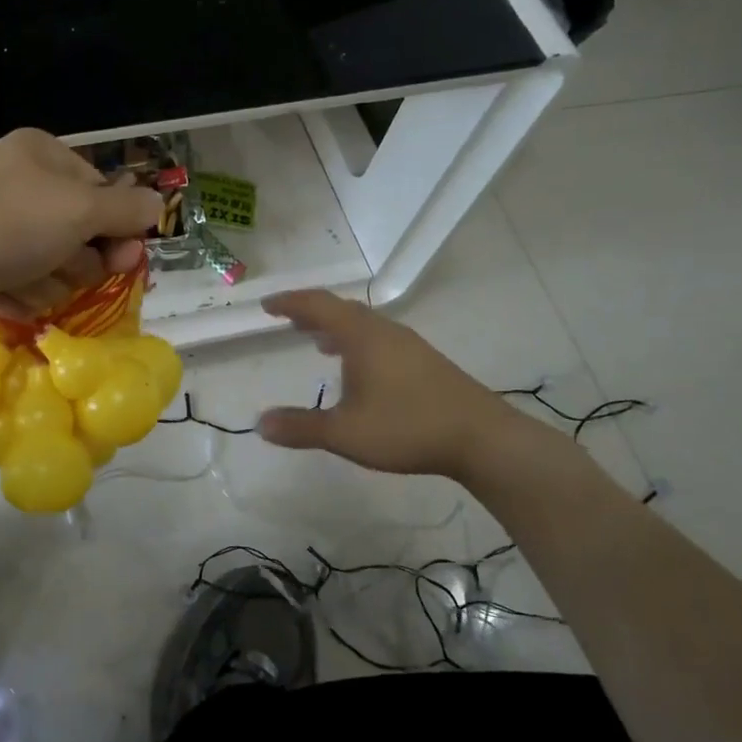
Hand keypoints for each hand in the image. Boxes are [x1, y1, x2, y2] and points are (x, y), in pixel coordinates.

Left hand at [0, 130, 160, 324]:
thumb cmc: (1, 224)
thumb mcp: (77, 212)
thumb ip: (124, 210)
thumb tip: (157, 204)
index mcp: (47, 157)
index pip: (105, 196)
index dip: (117, 232)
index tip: (121, 261)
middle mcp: (22, 183)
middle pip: (78, 235)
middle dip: (74, 262)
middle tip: (58, 268)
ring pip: (49, 266)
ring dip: (43, 284)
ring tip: (18, 282)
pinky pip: (15, 282)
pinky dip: (13, 293)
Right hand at [257, 290, 540, 479]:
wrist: (482, 438)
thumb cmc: (407, 427)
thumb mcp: (345, 433)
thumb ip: (301, 427)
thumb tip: (260, 424)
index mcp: (362, 336)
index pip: (317, 306)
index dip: (290, 303)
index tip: (267, 306)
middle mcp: (384, 331)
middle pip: (341, 310)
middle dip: (311, 313)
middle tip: (288, 322)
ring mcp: (408, 345)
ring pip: (363, 324)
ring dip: (336, 328)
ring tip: (316, 341)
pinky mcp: (425, 361)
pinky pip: (379, 338)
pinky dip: (356, 342)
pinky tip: (359, 369)